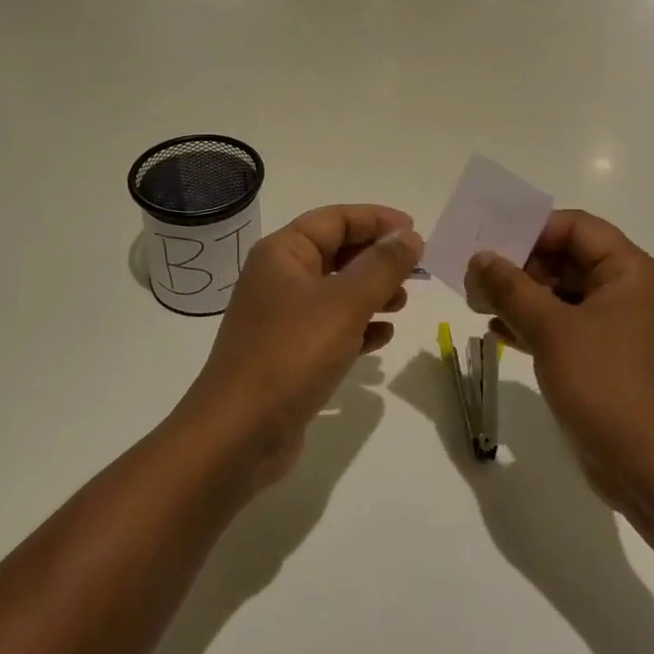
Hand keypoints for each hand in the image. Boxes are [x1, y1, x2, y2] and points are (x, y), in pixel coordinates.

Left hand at [178, 205, 421, 490]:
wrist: (238, 435)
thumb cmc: (291, 354)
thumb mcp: (345, 304)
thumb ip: (382, 266)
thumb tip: (409, 235)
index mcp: (283, 253)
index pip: (335, 219)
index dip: (377, 219)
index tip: (415, 229)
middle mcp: (279, 278)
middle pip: (336, 252)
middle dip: (377, 258)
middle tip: (415, 271)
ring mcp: (282, 318)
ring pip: (336, 291)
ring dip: (372, 292)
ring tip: (402, 303)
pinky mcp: (288, 354)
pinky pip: (331, 327)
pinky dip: (358, 326)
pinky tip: (382, 338)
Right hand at [468, 211, 653, 514]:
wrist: (651, 470)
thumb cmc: (606, 385)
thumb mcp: (552, 329)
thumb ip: (511, 287)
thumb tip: (480, 257)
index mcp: (628, 271)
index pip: (575, 227)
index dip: (531, 230)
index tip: (490, 244)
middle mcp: (626, 290)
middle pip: (566, 258)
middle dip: (519, 266)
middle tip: (475, 278)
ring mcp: (615, 326)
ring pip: (561, 293)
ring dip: (520, 295)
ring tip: (477, 303)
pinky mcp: (603, 358)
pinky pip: (563, 325)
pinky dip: (532, 323)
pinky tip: (496, 332)